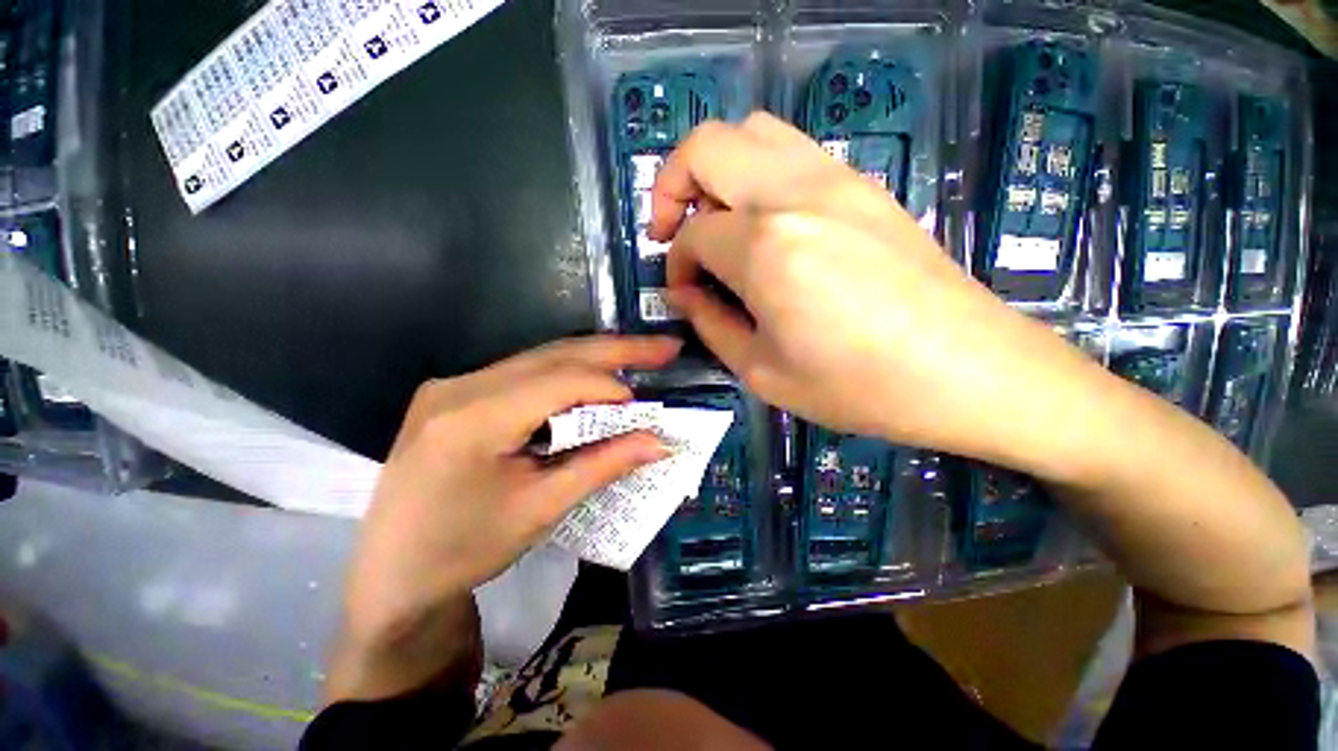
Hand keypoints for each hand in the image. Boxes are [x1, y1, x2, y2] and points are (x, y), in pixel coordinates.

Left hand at [337, 336, 678, 661]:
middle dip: (617, 349)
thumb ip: (602, 465)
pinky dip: (567, 376)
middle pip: (554, 354)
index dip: (611, 390)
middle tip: (665, 347)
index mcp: (473, 418)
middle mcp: (460, 386)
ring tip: (640, 357)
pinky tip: (594, 381)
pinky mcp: (456, 394)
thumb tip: (659, 442)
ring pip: (541, 358)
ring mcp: (454, 385)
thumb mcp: (540, 510)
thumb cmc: (462, 552)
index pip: (561, 381)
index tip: (646, 411)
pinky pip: (525, 373)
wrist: (390, 578)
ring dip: (594, 359)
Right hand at [651, 113, 1097, 464]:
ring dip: (717, 171)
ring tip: (718, 223)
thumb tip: (686, 294)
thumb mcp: (763, 372)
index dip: (677, 264)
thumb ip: (711, 325)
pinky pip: (791, 152)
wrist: (968, 370)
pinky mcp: (864, 185)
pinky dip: (758, 174)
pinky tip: (766, 224)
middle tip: (675, 232)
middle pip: (706, 146)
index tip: (686, 294)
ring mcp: (835, 179)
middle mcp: (793, 194)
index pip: (692, 234)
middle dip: (673, 185)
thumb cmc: (858, 385)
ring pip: (752, 133)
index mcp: (764, 247)